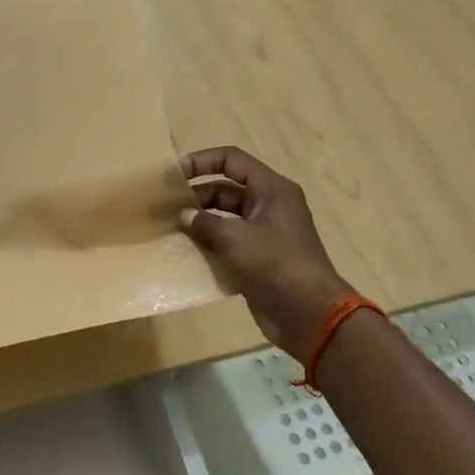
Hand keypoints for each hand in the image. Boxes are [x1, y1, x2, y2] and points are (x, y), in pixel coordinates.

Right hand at [180, 147, 352, 364]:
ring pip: (226, 216)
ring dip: (200, 220)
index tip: (174, 174)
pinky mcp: (259, 258)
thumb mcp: (235, 238)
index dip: (202, 161)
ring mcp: (265, 233)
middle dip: (196, 194)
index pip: (232, 160)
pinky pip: (229, 241)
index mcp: (272, 190)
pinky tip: (186, 251)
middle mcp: (270, 205)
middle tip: (166, 206)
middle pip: (226, 188)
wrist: (309, 314)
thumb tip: (183, 215)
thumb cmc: (275, 264)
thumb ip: (205, 222)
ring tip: (171, 228)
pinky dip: (209, 243)